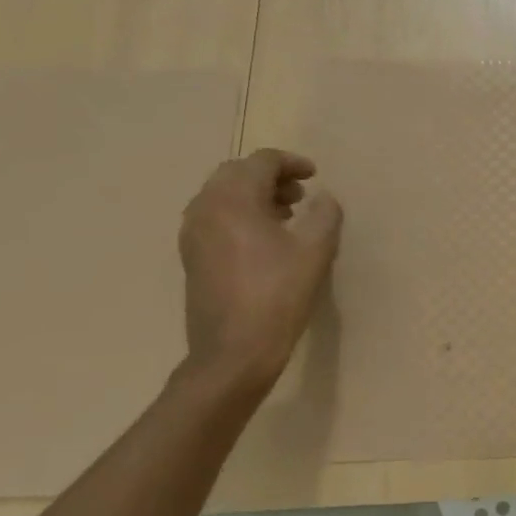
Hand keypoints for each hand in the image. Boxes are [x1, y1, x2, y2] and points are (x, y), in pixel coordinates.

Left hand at [178, 149, 342, 396]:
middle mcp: (206, 208)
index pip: (261, 162)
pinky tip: (264, 240)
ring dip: (254, 195)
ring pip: (222, 195)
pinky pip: (214, 217)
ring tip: (286, 216)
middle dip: (270, 176)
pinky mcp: (191, 257)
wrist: (233, 353)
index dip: (291, 163)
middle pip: (236, 173)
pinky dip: (239, 214)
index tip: (315, 176)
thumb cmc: (277, 296)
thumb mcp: (315, 251)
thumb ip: (324, 214)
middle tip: (300, 194)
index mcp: (234, 199)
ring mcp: (193, 234)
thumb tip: (322, 198)